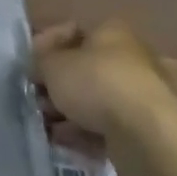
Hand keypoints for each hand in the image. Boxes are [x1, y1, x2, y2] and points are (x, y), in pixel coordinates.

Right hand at [31, 20, 172, 147]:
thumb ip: (40, 62)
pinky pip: (106, 127)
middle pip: (83, 70)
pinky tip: (66, 143)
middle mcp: (129, 58)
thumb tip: (40, 67)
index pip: (71, 32)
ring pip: (94, 101)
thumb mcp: (53, 65)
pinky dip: (85, 134)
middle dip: (57, 86)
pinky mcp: (144, 129)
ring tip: (47, 126)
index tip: (30, 66)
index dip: (46, 47)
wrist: (146, 134)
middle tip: (37, 99)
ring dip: (68, 113)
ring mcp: (139, 95)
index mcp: (111, 32)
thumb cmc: (96, 83)